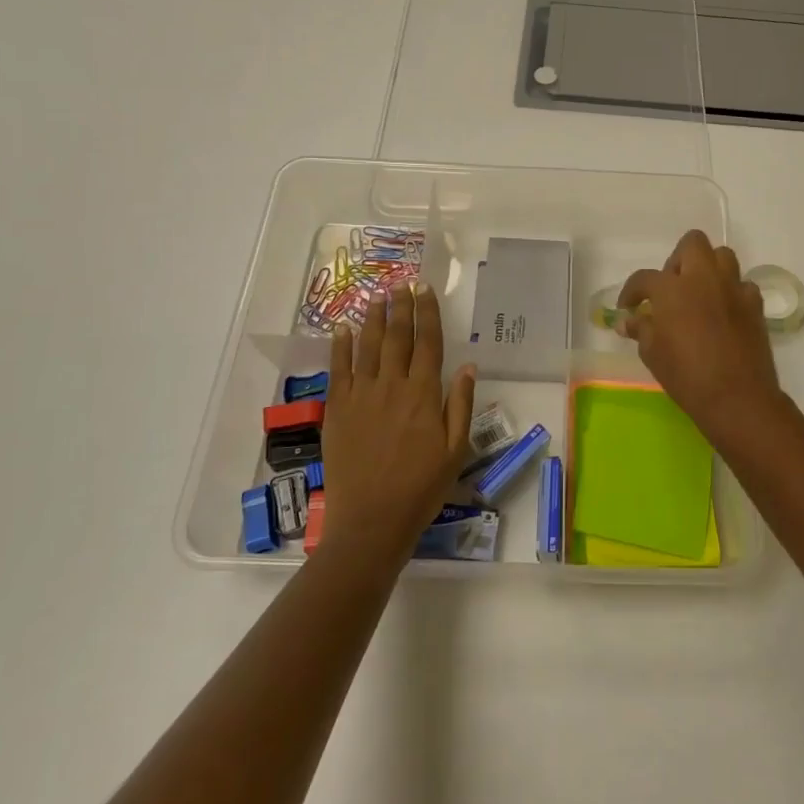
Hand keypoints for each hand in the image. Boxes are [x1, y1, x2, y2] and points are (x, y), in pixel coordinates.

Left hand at [320, 282, 476, 564]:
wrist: (372, 520)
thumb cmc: (421, 488)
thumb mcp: (456, 450)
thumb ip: (460, 405)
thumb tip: (467, 365)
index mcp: (423, 394)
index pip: (428, 342)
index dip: (427, 313)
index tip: (425, 289)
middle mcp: (392, 386)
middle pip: (397, 336)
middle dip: (400, 307)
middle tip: (401, 283)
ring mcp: (361, 396)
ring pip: (367, 346)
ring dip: (372, 318)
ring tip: (377, 296)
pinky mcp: (337, 410)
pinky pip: (338, 370)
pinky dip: (340, 346)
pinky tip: (342, 328)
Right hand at [618, 230, 784, 444]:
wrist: (737, 396)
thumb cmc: (686, 375)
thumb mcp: (652, 353)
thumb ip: (640, 329)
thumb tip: (627, 320)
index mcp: (672, 288)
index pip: (644, 278)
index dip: (631, 291)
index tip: (628, 307)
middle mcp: (704, 278)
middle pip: (692, 243)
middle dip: (677, 260)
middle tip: (671, 288)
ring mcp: (733, 288)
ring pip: (722, 256)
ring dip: (708, 268)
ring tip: (699, 293)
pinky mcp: (755, 304)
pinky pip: (742, 285)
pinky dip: (731, 292)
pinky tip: (724, 312)